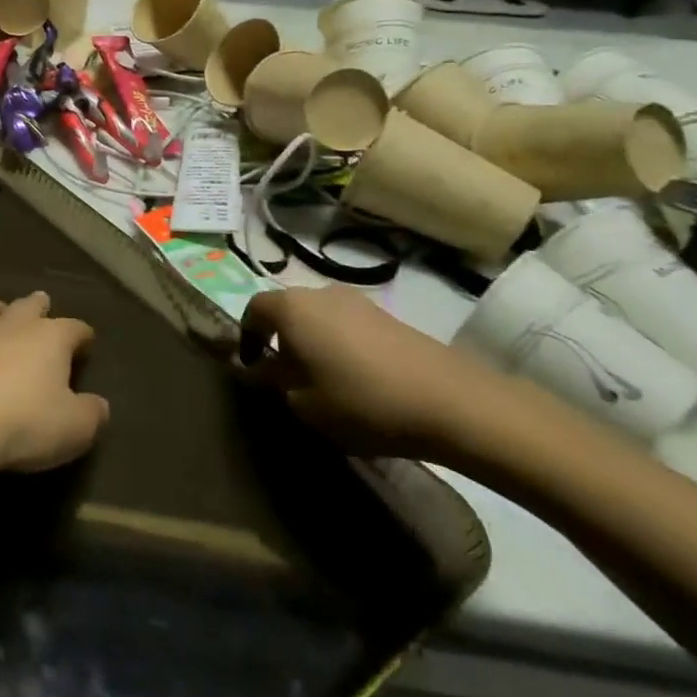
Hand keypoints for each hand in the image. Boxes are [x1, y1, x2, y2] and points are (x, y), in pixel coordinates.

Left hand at [0, 291, 108, 475]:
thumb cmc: (25, 422)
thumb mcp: (75, 428)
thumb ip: (91, 414)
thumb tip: (99, 405)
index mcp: (50, 338)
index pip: (74, 328)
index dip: (82, 334)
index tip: (87, 341)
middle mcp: (11, 327)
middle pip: (26, 305)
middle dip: (36, 304)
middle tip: (41, 301)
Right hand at [240, 285, 513, 458]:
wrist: (450, 401)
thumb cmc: (360, 400)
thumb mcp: (302, 403)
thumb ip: (272, 382)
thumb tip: (258, 370)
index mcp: (291, 307)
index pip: (253, 310)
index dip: (246, 337)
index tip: (251, 367)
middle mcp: (319, 293)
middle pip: (287, 310)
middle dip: (281, 339)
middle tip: (285, 376)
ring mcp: (358, 302)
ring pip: (319, 318)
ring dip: (313, 342)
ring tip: (322, 380)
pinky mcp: (389, 317)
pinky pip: (348, 326)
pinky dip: (341, 346)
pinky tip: (356, 379)